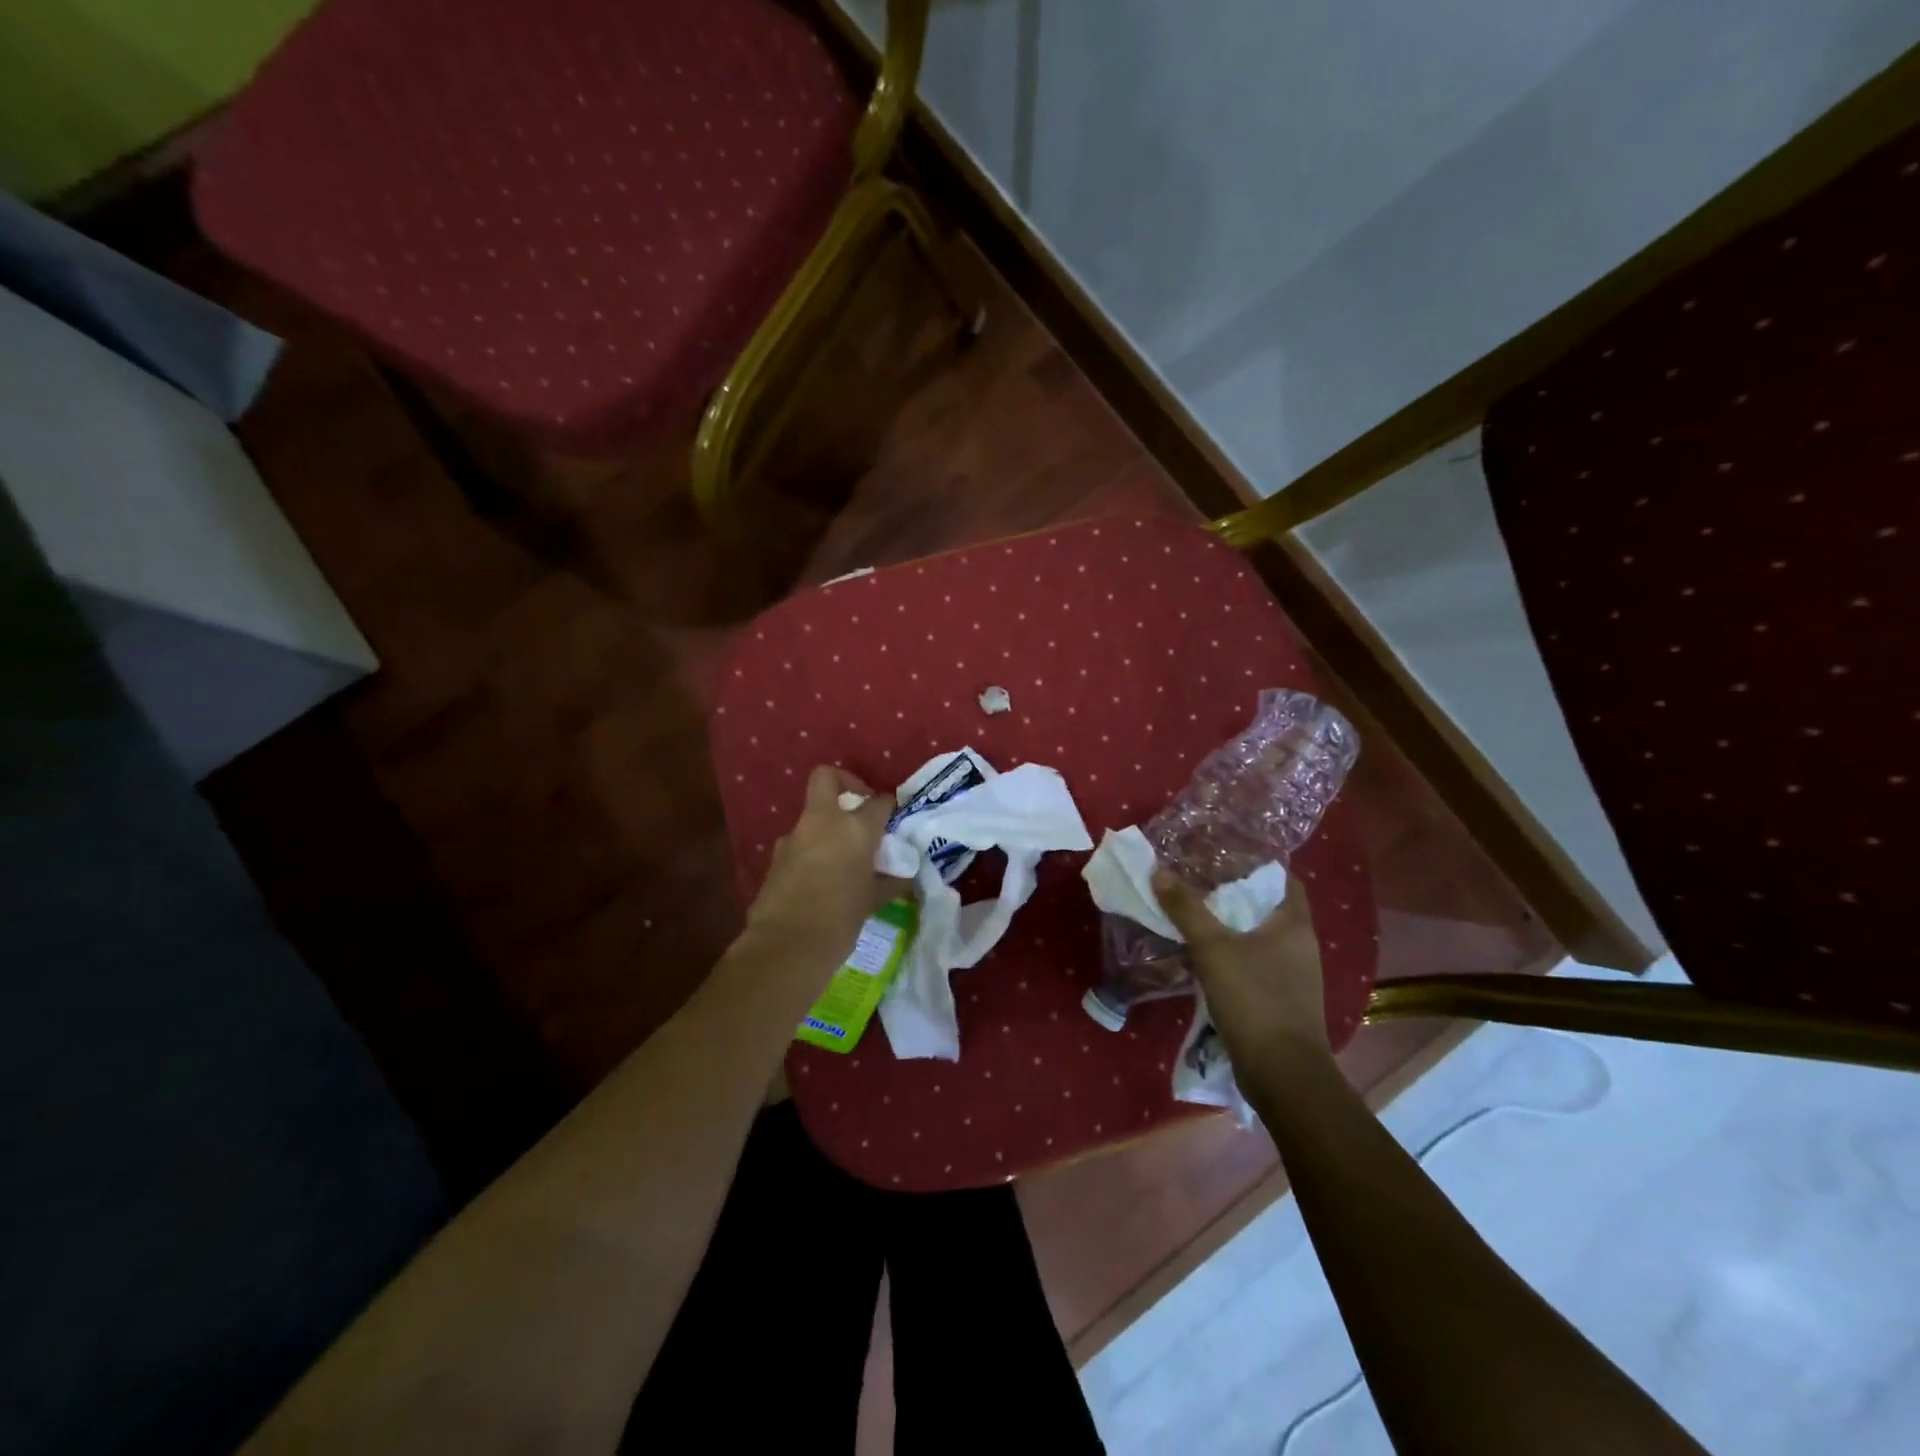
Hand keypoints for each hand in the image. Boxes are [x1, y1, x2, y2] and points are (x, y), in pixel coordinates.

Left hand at [745, 766, 896, 959]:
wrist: (787, 945)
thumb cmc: (840, 919)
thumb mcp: (872, 900)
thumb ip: (889, 882)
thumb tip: (904, 877)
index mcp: (855, 828)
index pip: (878, 802)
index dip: (888, 805)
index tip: (893, 815)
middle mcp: (823, 822)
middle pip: (827, 778)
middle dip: (844, 783)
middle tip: (859, 808)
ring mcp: (794, 837)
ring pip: (812, 815)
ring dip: (826, 825)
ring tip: (843, 854)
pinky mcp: (776, 857)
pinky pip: (798, 844)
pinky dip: (811, 851)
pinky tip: (822, 877)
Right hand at [1152, 867, 1329, 1063]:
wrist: (1282, 1073)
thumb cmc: (1254, 999)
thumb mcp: (1213, 948)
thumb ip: (1186, 909)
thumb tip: (1159, 870)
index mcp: (1295, 924)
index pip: (1283, 878)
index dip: (1256, 863)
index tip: (1222, 855)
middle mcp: (1301, 944)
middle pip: (1267, 906)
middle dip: (1235, 893)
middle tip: (1197, 879)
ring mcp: (1293, 974)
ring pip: (1259, 936)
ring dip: (1230, 925)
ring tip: (1194, 913)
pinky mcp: (1281, 999)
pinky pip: (1255, 963)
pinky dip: (1232, 953)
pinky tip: (1204, 955)